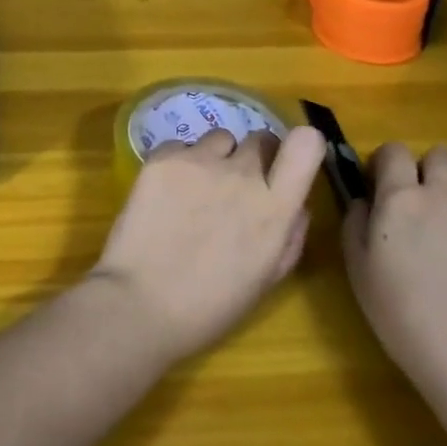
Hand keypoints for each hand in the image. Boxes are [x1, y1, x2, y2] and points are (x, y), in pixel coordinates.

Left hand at [91, 125, 327, 364]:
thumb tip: (295, 204)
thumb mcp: (267, 279)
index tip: (284, 164)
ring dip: (215, 158)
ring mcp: (200, 162)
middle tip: (234, 188)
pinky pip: (180, 146)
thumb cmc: (210, 306)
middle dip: (254, 158)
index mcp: (275, 208)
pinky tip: (165, 193)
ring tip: (195, 190)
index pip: (305, 144)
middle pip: (260, 139)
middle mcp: (242, 175)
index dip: (299, 147)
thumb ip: (290, 235)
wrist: (140, 304)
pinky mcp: (162, 159)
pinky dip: (178, 162)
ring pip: (219, 139)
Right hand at [342, 143, 446, 410]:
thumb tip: (364, 201)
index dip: (386, 163)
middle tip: (422, 210)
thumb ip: (356, 224)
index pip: (394, 151)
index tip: (380, 186)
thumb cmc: (404, 318)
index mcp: (402, 200)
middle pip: (442, 157)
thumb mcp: (358, 271)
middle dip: (430, 171)